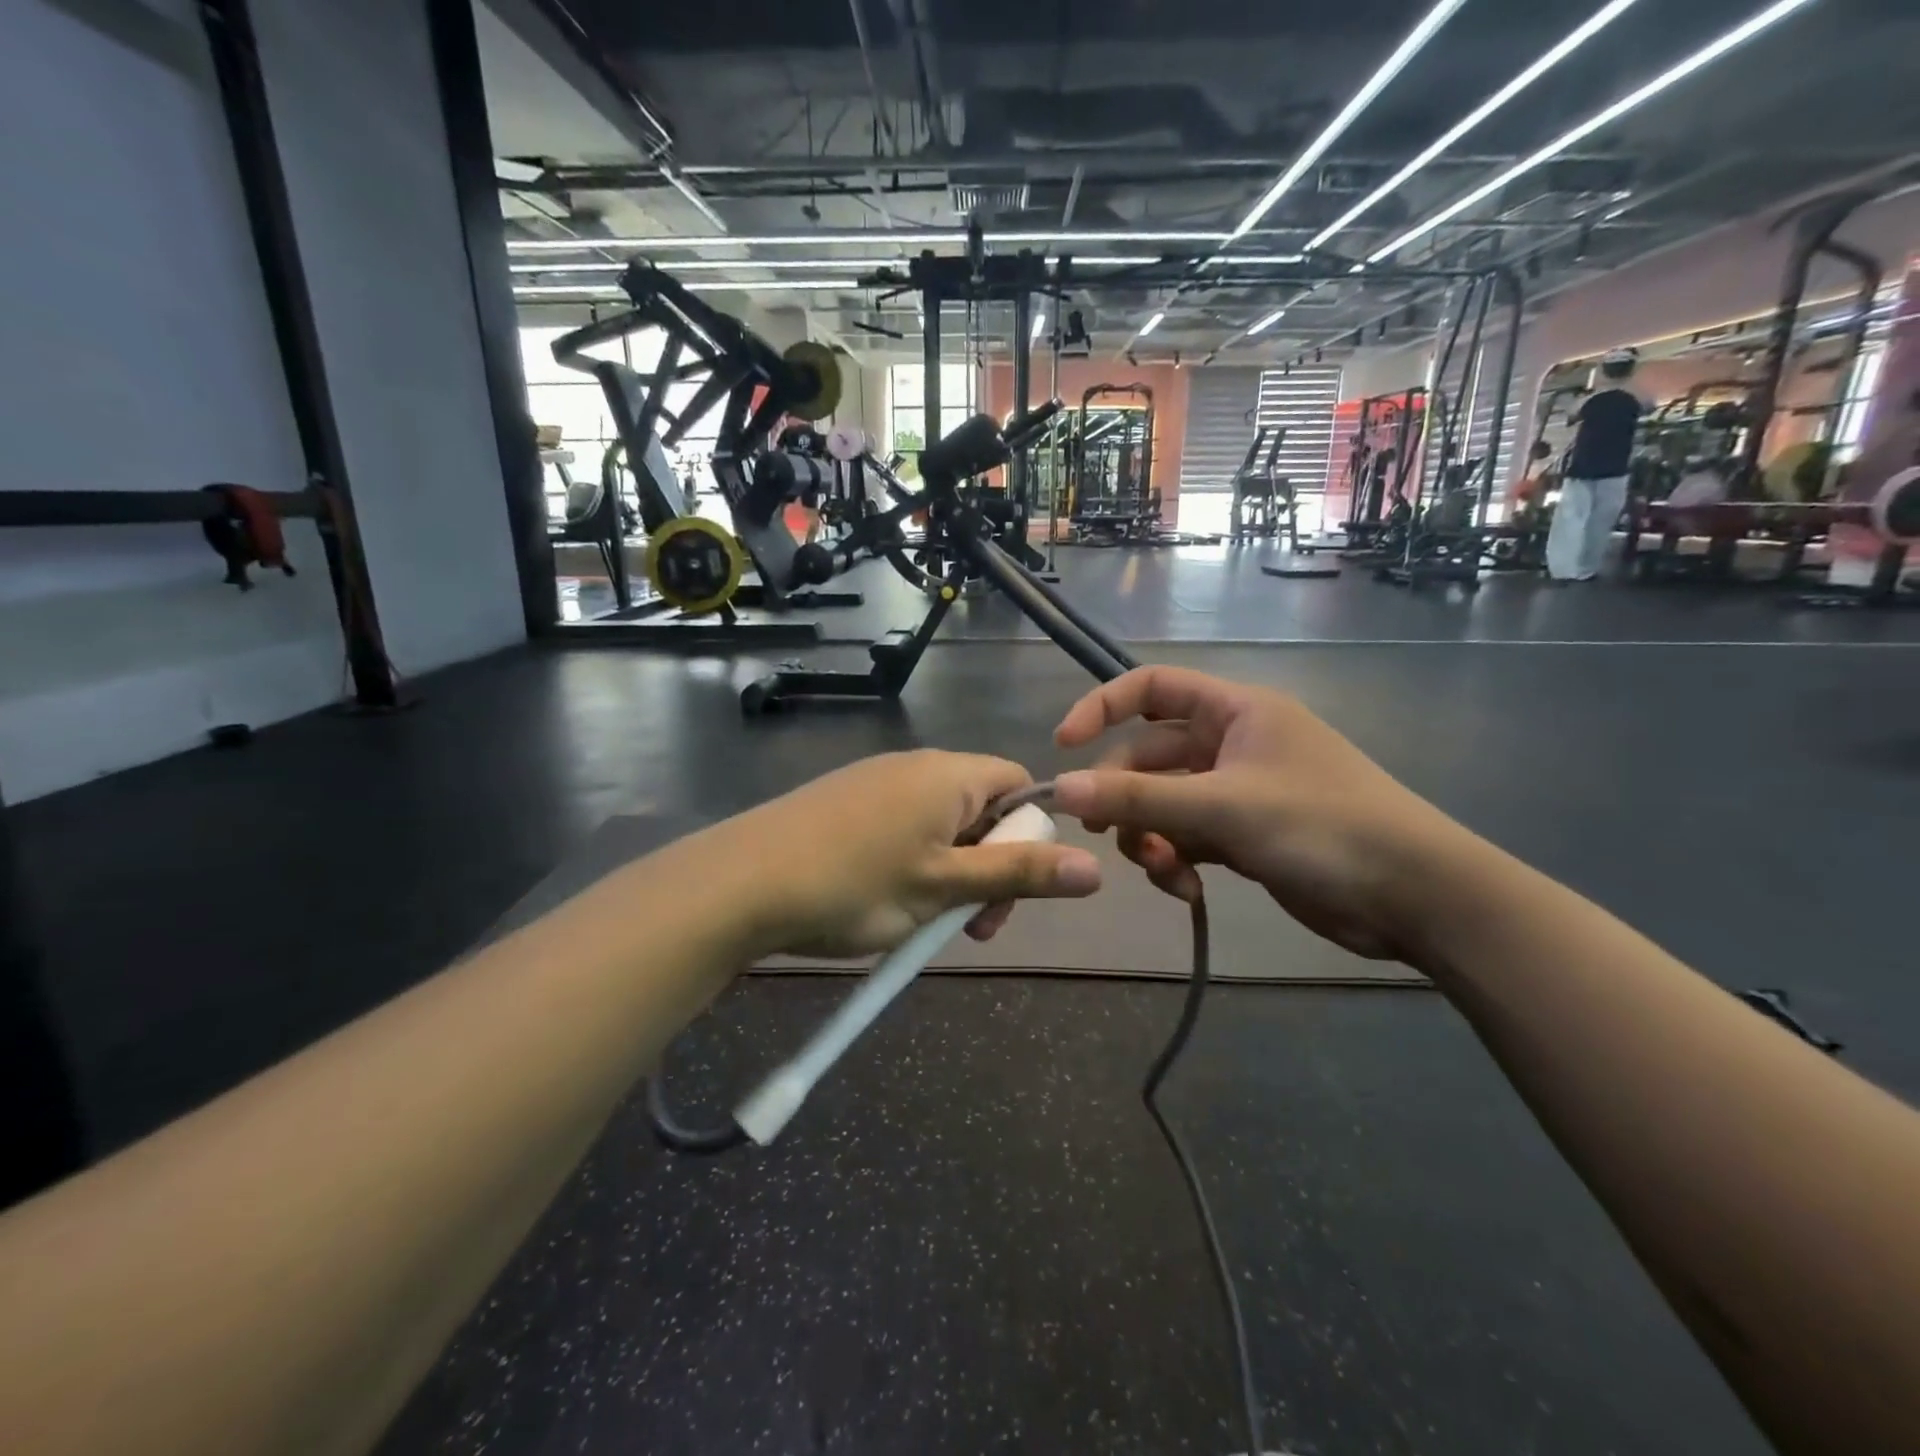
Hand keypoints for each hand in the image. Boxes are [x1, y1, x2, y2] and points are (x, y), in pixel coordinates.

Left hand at [697, 750, 1102, 958]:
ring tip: (922, 924)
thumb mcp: (945, 887)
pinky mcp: (844, 803)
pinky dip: (912, 865)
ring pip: (940, 826)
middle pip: (982, 809)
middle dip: (990, 867)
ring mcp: (875, 782)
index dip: (1031, 835)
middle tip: (969, 927)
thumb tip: (1095, 868)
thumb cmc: (855, 884)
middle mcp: (916, 766)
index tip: (1010, 890)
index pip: (1020, 785)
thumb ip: (1020, 874)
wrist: (739, 883)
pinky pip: (902, 828)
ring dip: (951, 873)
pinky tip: (884, 903)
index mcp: (949, 775)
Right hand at [1052, 667, 1468, 960]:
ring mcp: (1237, 791)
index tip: (1064, 747)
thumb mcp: (1223, 809)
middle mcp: (1232, 743)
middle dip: (1124, 795)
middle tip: (1099, 832)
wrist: (1415, 897)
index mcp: (1235, 711)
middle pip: (1149, 757)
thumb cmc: (1323, 827)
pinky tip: (1184, 889)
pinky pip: (1186, 836)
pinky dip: (1175, 859)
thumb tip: (1061, 789)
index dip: (1102, 708)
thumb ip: (1139, 799)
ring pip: (1163, 803)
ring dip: (1149, 835)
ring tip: (1160, 869)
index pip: (1152, 688)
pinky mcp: (1243, 835)